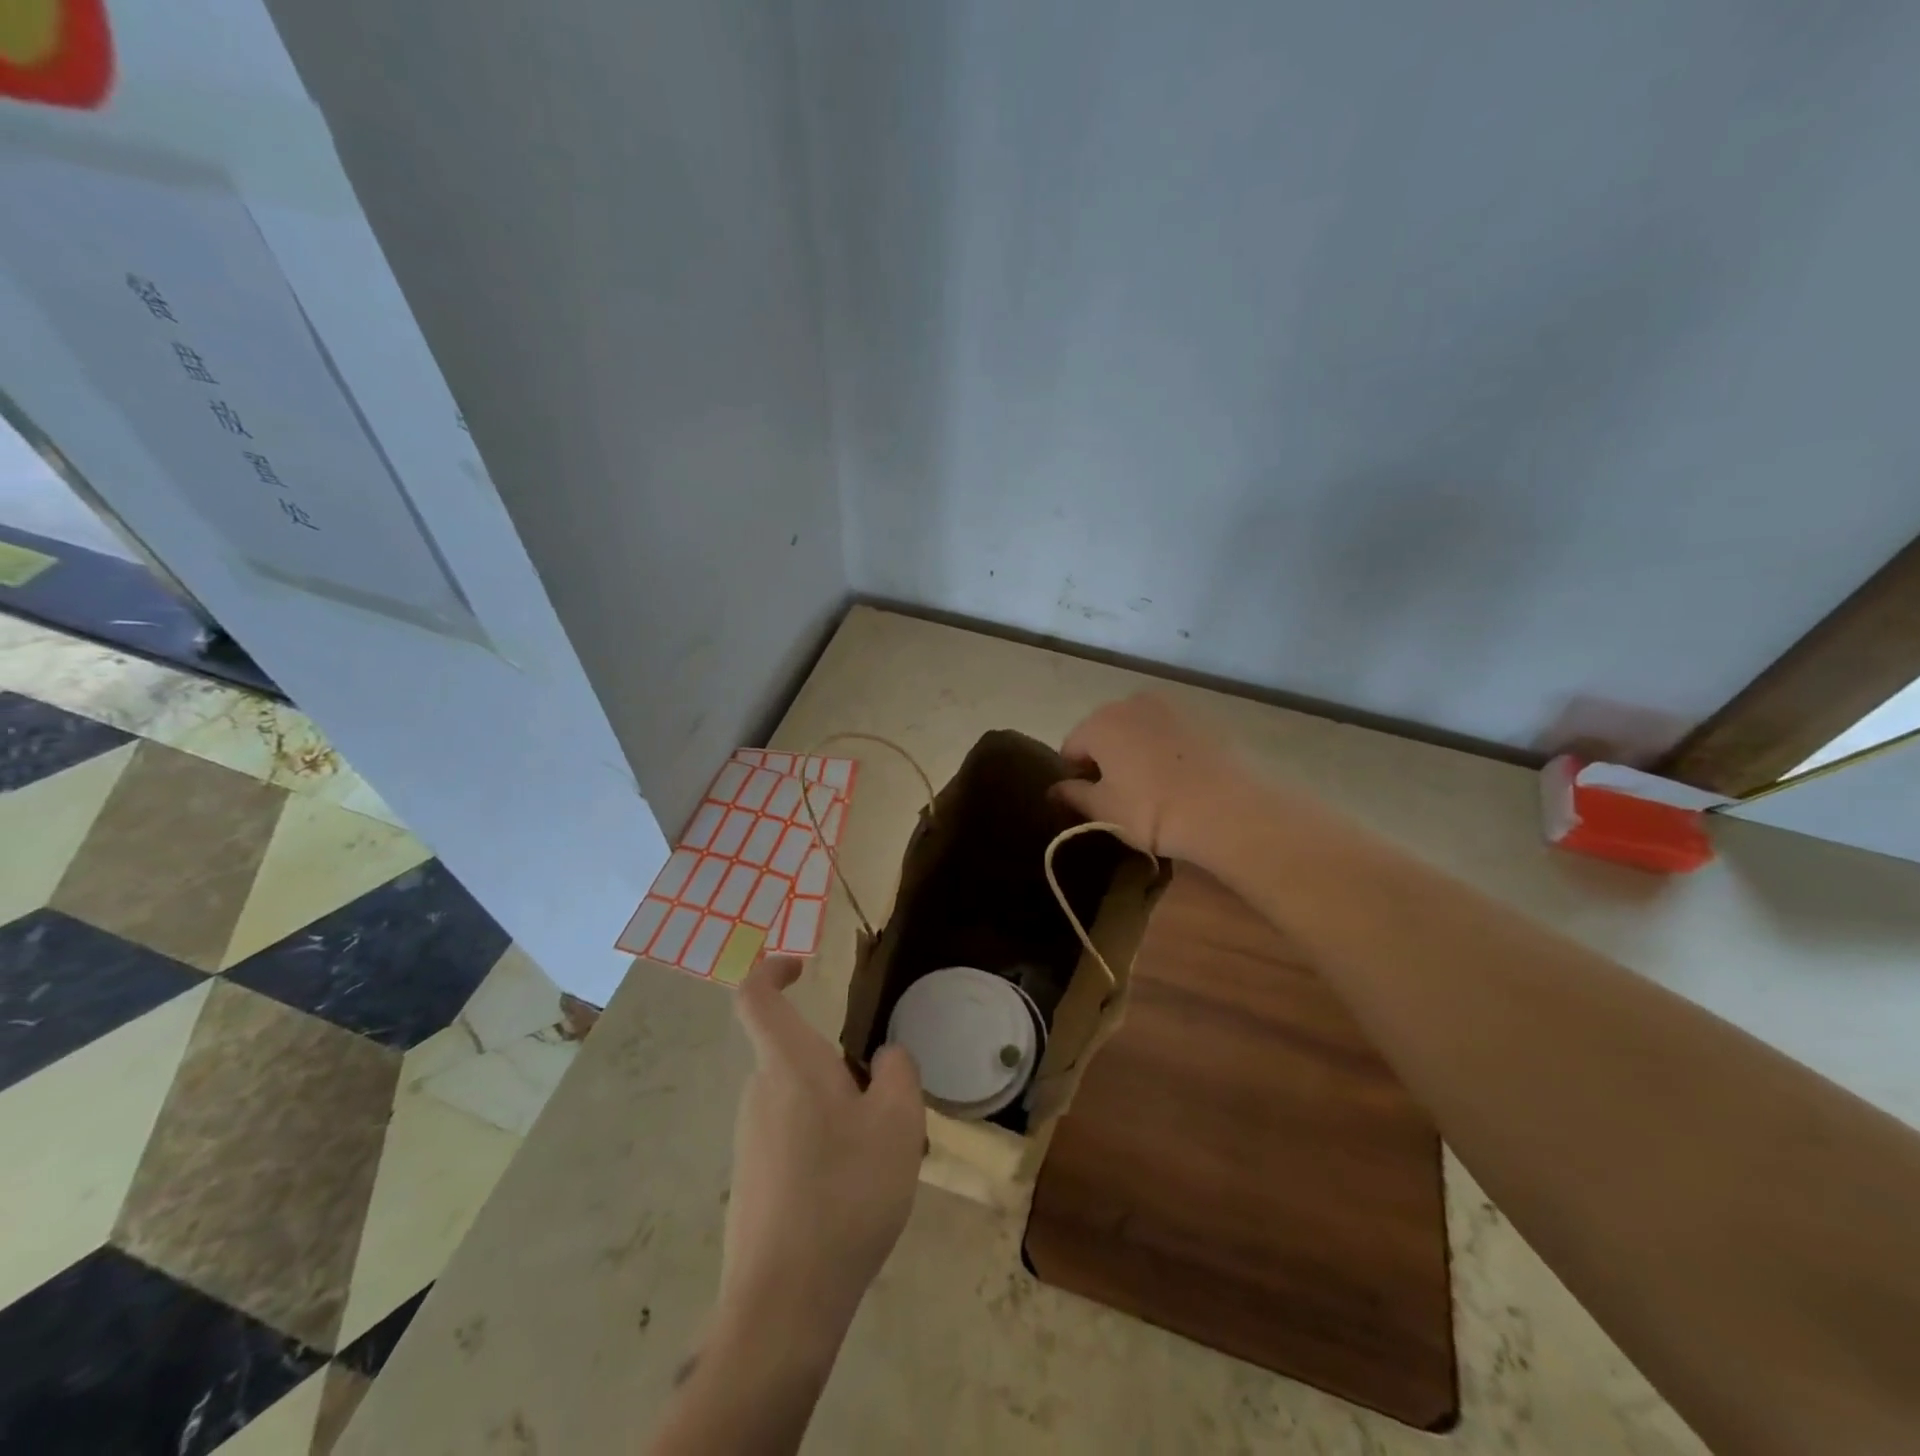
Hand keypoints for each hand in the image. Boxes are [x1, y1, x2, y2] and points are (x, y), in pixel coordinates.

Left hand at [721, 955, 924, 1342]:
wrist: (784, 1304)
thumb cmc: (846, 1193)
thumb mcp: (899, 1124)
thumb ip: (899, 1072)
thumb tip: (886, 1057)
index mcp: (788, 1064)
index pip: (756, 995)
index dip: (772, 968)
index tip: (803, 967)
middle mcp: (758, 1092)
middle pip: (792, 1052)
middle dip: (836, 1064)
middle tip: (883, 1105)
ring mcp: (748, 1140)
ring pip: (795, 1098)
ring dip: (834, 1109)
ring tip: (875, 1156)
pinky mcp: (749, 1180)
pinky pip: (788, 1137)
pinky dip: (820, 1144)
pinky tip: (849, 1192)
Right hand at [1053, 693, 1251, 860]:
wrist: (1226, 811)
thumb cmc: (1151, 810)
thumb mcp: (1103, 810)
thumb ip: (1074, 794)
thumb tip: (1055, 789)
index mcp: (1100, 722)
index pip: (1071, 748)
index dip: (1073, 776)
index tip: (1085, 801)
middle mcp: (1132, 702)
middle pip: (1105, 732)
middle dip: (1105, 759)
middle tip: (1117, 796)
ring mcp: (1172, 706)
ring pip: (1140, 730)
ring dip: (1136, 752)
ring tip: (1150, 788)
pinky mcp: (1204, 719)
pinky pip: (1170, 734)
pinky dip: (1166, 751)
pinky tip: (1177, 779)